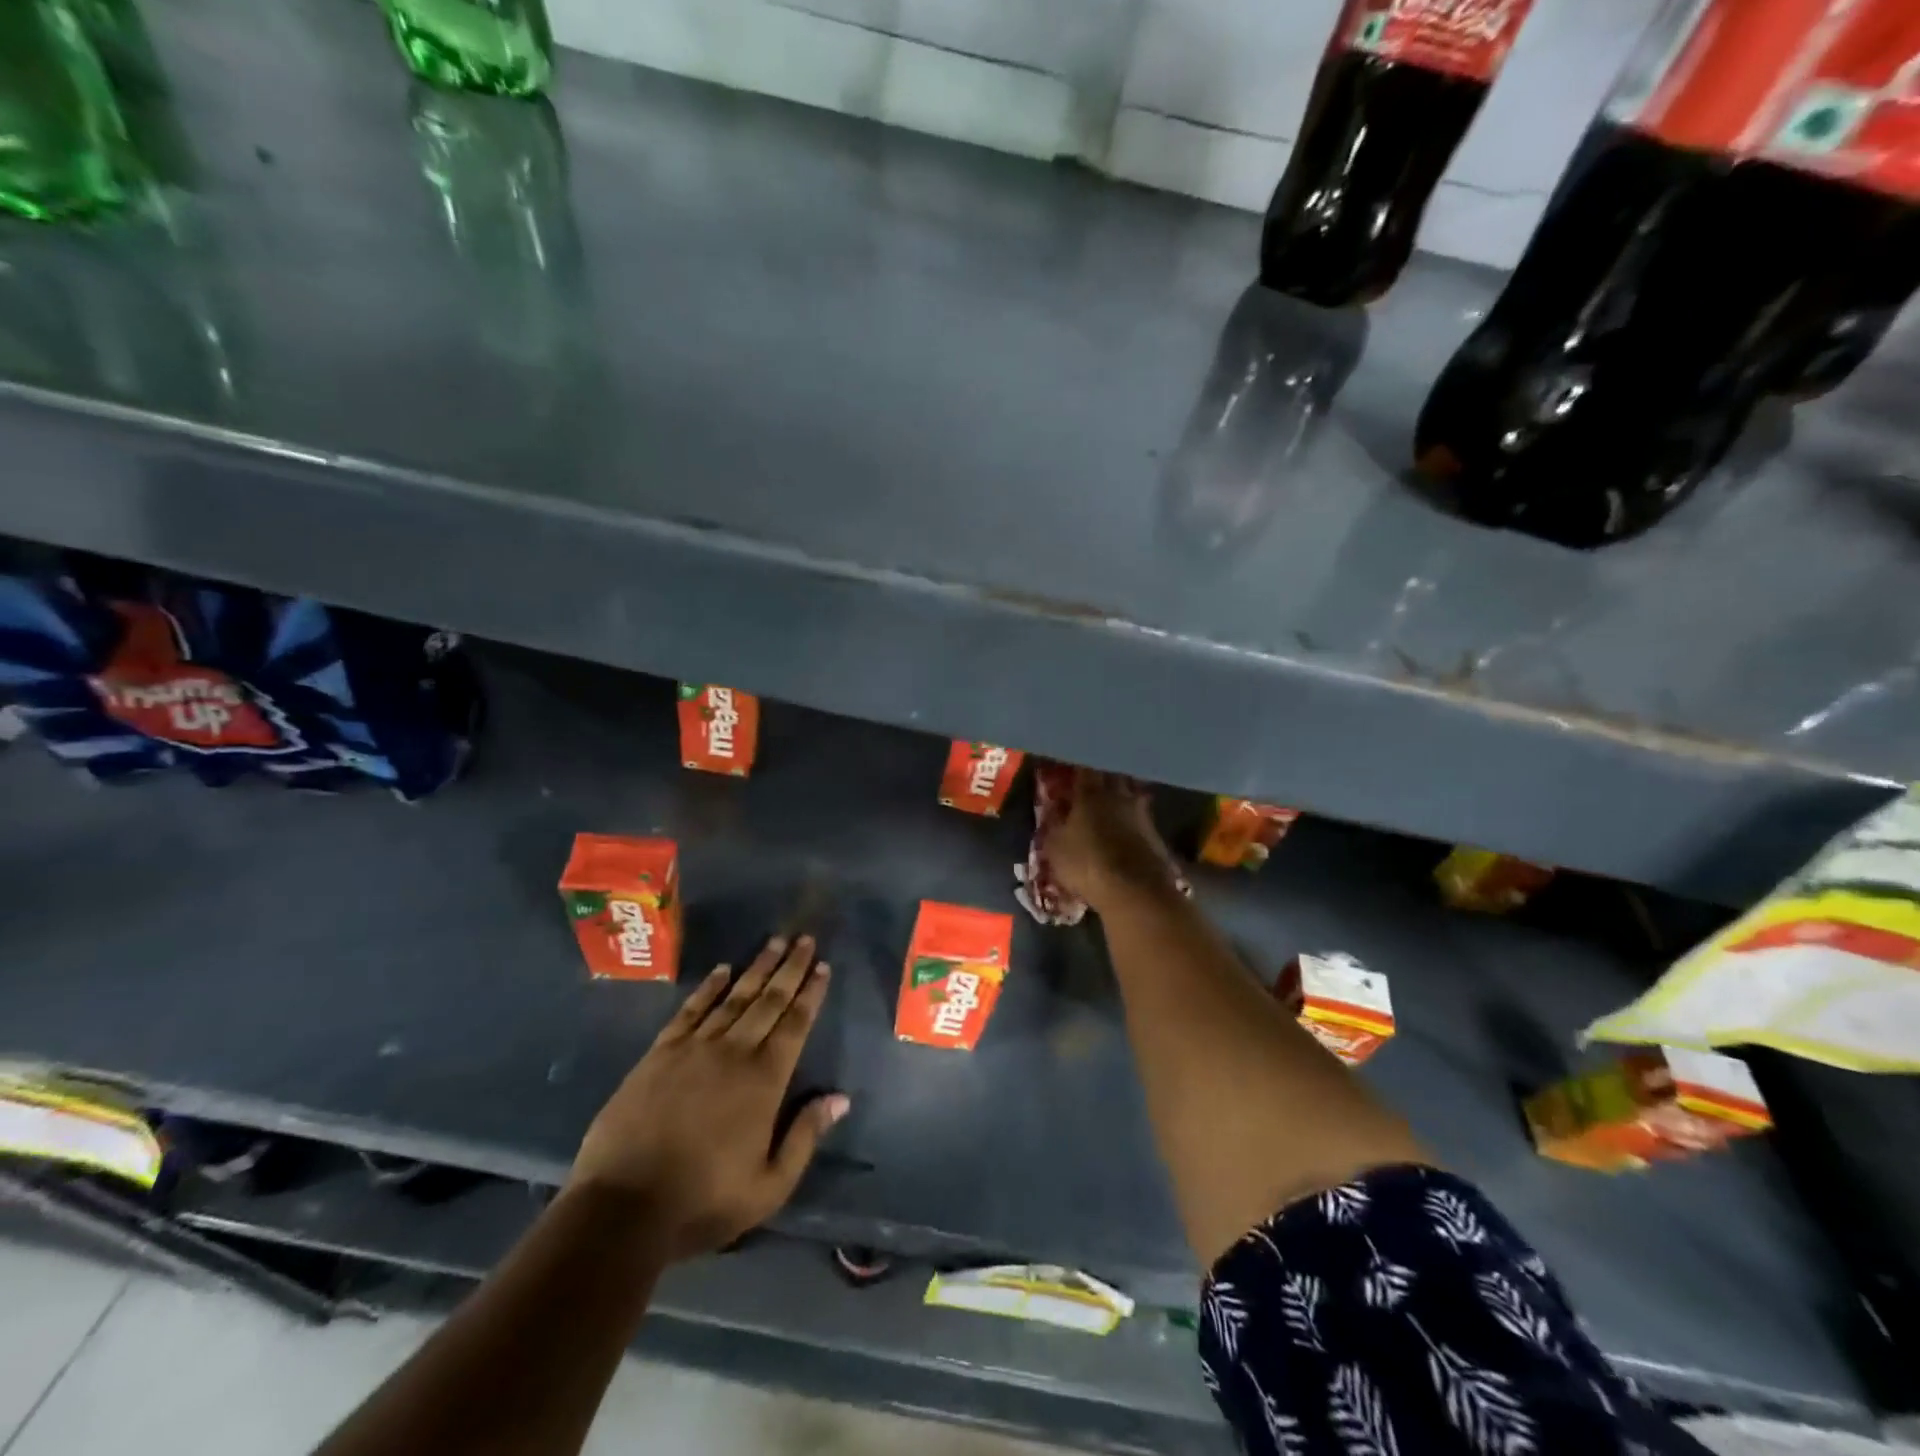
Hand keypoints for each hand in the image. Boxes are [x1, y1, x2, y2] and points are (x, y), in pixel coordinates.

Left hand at [569, 935, 847, 1261]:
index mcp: (764, 1081)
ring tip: (774, 942)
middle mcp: (734, 1053)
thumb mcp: (769, 1186)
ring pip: (734, 998)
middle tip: (804, 939)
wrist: (622, 1208)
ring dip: (756, 968)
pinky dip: (709, 988)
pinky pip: (690, 1011)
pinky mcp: (660, 1054)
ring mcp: (694, 1049)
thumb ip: (805, 1137)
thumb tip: (840, 1098)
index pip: (795, 1025)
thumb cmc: (703, 1201)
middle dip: (790, 968)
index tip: (822, 966)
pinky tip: (722, 971)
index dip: (810, 993)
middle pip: (769, 1001)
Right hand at [1048, 769, 1176, 912]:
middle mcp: (1118, 796)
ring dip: (1121, 794)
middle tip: (1093, 778)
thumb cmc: (1087, 865)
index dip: (1078, 766)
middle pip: (1112, 775)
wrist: (1135, 891)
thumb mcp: (1055, 848)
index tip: (1072, 767)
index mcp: (1090, 794)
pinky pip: (1141, 815)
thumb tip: (1055, 809)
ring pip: (1130, 793)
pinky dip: (1132, 816)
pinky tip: (1126, 825)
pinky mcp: (1155, 832)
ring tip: (1111, 801)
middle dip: (1103, 774)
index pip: (1085, 769)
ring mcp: (1140, 813)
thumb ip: (1054, 824)